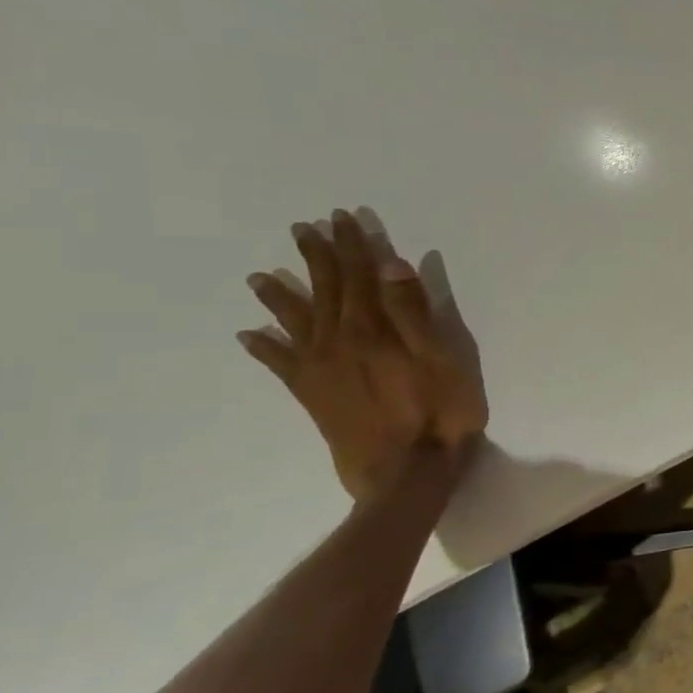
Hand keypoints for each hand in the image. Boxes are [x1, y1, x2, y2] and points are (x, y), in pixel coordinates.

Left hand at [239, 210, 488, 499]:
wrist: (406, 474)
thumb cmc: (439, 413)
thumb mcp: (442, 359)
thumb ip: (415, 313)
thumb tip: (392, 267)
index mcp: (372, 330)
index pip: (362, 277)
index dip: (354, 246)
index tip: (343, 218)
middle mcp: (338, 342)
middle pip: (327, 291)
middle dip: (318, 258)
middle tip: (304, 229)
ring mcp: (320, 370)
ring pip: (296, 322)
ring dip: (282, 296)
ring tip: (261, 276)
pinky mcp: (313, 397)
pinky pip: (281, 366)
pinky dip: (265, 348)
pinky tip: (249, 336)